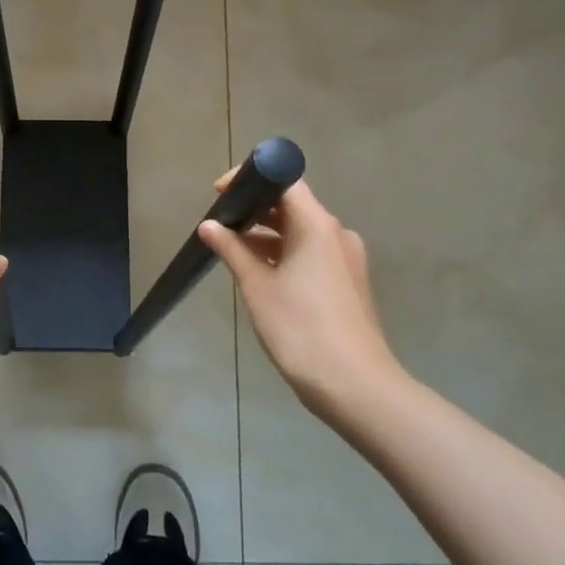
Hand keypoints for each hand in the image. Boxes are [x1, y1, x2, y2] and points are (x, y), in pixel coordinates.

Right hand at [198, 176, 405, 425]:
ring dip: (268, 235)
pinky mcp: (347, 282)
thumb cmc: (301, 329)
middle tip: (220, 224)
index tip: (220, 193)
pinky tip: (260, 274)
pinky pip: (311, 254)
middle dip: (255, 210)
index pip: (285, 181)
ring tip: (233, 250)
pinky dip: (285, 254)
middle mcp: (336, 234)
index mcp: (317, 225)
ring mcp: (346, 259)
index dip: (250, 179)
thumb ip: (232, 250)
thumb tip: (209, 226)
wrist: (355, 385)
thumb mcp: (257, 287)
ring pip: (301, 232)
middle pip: (293, 206)